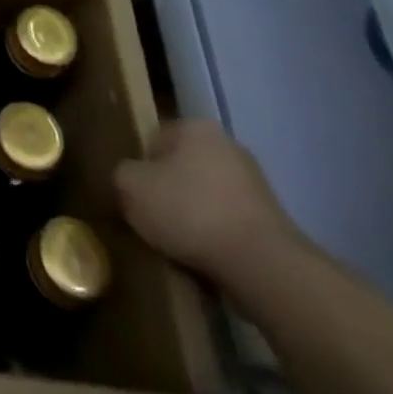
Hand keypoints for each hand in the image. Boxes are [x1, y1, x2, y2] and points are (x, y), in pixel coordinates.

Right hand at [114, 120, 304, 287]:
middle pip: (181, 168)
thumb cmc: (189, 212)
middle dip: (167, 193)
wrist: (262, 266)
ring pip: (205, 198)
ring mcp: (255, 184)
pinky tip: (205, 259)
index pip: (153, 141)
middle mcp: (228, 145)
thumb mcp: (130, 186)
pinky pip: (228, 225)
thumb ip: (120, 174)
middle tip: (151, 221)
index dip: (139, 169)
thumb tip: (127, 181)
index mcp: (195, 127)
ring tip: (177, 246)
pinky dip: (215, 239)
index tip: (133, 197)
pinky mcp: (272, 222)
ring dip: (191, 218)